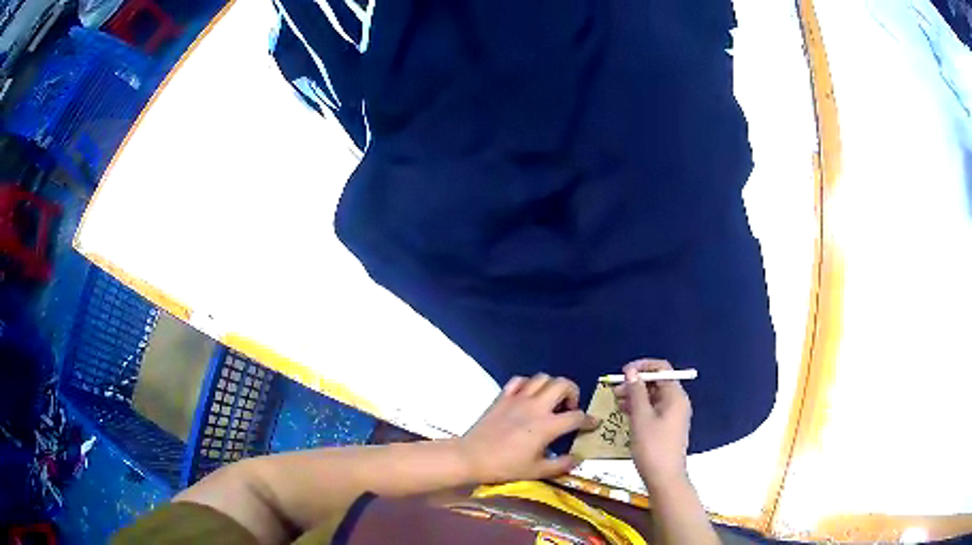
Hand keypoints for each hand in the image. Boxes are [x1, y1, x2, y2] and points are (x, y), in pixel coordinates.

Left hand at [458, 374, 599, 483]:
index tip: (594, 423)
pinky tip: (529, 396)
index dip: (589, 420)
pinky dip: (529, 384)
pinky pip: (519, 380)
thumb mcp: (536, 471)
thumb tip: (578, 458)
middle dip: (573, 392)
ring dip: (552, 386)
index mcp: (547, 426)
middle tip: (570, 408)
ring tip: (551, 401)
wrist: (471, 457)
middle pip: (562, 384)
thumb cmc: (505, 466)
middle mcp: (535, 406)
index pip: (576, 417)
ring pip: (542, 377)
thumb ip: (561, 464)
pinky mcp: (502, 397)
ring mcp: (518, 399)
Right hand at [614, 359, 691, 489]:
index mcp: (675, 396)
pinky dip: (640, 408)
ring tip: (616, 401)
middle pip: (657, 382)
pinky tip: (625, 413)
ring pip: (654, 396)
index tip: (623, 373)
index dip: (642, 366)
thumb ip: (636, 392)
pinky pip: (654, 409)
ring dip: (636, 396)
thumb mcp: (641, 418)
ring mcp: (673, 415)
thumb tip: (631, 371)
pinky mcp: (667, 427)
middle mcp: (677, 402)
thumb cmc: (653, 447)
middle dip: (636, 382)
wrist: (665, 478)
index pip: (662, 369)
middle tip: (615, 390)